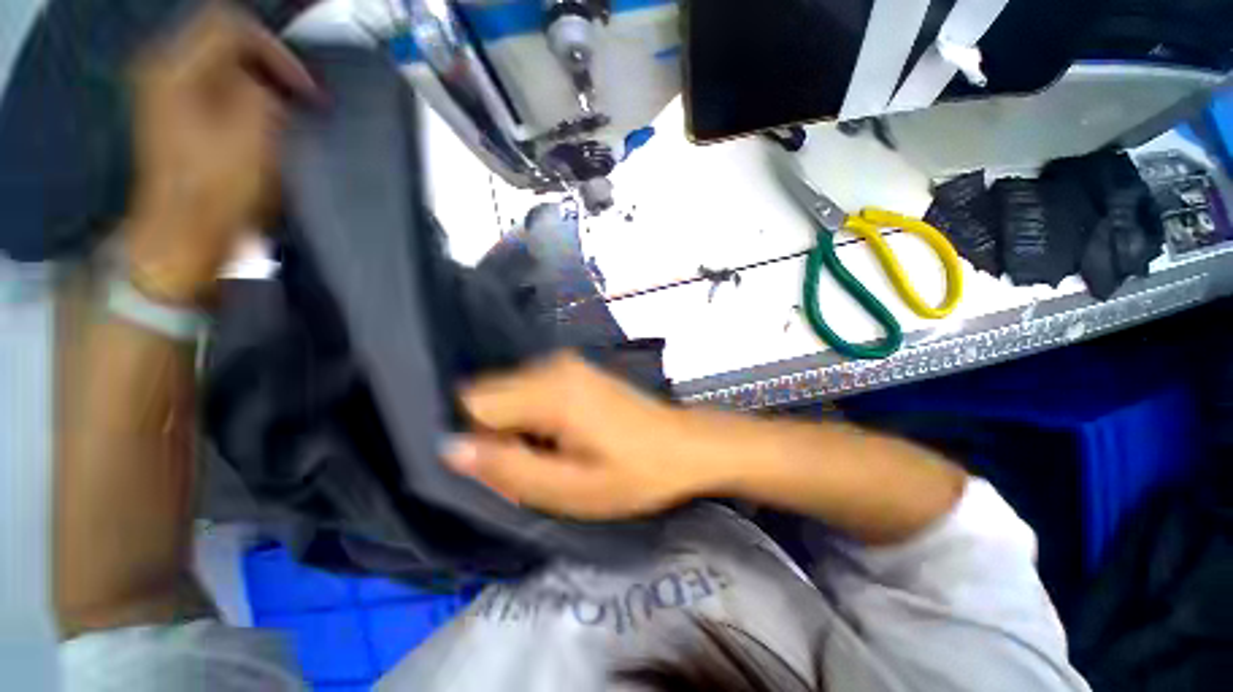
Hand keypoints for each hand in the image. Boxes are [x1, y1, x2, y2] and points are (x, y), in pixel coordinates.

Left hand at [124, 2, 317, 303]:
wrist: (183, 238)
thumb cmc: (218, 189)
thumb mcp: (253, 136)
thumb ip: (263, 93)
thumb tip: (270, 86)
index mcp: (177, 69)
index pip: (231, 25)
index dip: (275, 51)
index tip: (305, 89)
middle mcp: (164, 74)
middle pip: (224, 43)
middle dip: (268, 68)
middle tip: (299, 101)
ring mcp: (165, 98)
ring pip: (221, 68)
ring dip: (260, 87)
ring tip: (286, 117)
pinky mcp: (174, 121)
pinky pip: (215, 92)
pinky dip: (244, 102)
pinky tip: (262, 128)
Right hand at [445, 353, 718, 519]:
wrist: (684, 445)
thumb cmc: (634, 473)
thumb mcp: (570, 489)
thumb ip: (508, 469)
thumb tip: (450, 448)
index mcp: (551, 391)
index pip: (473, 404)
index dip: (478, 441)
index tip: (506, 467)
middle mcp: (553, 365)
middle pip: (489, 394)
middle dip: (494, 433)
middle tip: (531, 465)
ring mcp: (567, 363)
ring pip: (509, 392)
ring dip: (515, 426)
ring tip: (550, 454)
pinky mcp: (576, 370)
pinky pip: (531, 389)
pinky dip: (532, 415)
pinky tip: (562, 436)